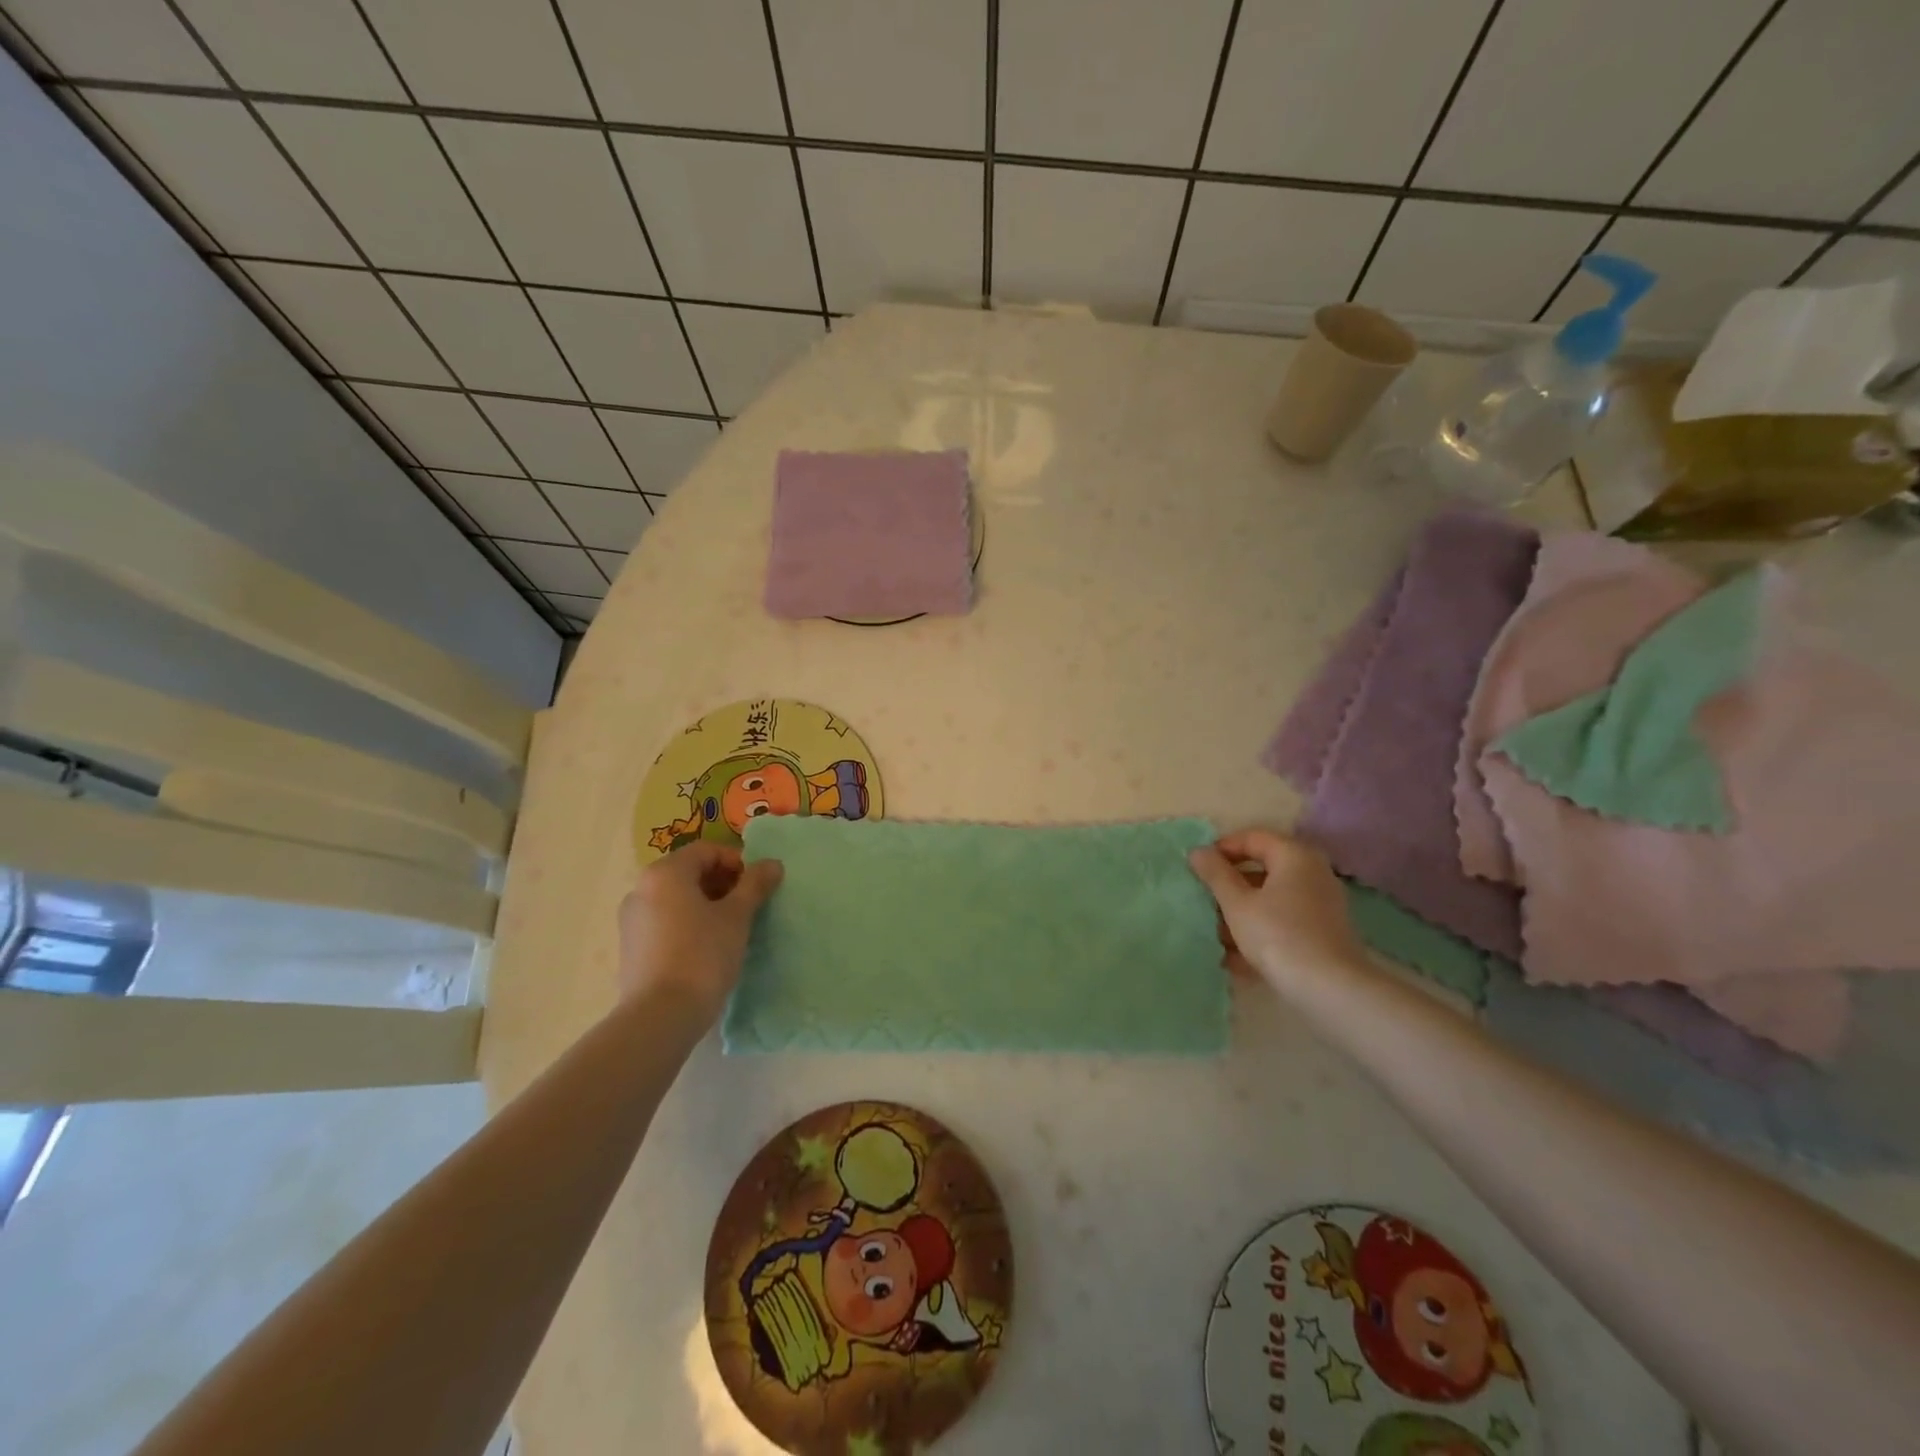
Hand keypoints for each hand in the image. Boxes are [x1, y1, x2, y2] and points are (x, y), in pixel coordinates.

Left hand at [616, 843, 783, 1017]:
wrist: (659, 1016)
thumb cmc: (702, 955)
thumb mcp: (737, 916)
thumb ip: (755, 884)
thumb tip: (772, 864)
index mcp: (665, 873)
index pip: (707, 851)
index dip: (737, 862)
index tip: (758, 885)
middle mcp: (641, 889)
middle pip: (689, 872)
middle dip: (723, 883)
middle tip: (748, 906)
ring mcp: (632, 920)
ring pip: (677, 899)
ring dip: (707, 904)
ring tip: (731, 928)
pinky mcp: (631, 947)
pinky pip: (665, 921)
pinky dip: (688, 923)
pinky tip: (708, 948)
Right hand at [1188, 828, 1364, 986]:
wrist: (1330, 989)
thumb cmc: (1278, 935)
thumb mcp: (1237, 903)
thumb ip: (1215, 874)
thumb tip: (1198, 851)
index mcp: (1294, 856)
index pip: (1252, 838)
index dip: (1221, 849)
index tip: (1197, 869)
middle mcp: (1313, 873)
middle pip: (1262, 870)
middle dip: (1230, 887)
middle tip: (1204, 901)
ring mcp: (1321, 904)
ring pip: (1271, 899)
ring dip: (1242, 913)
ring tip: (1215, 936)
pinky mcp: (1324, 932)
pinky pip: (1284, 921)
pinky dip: (1260, 931)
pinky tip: (1236, 958)